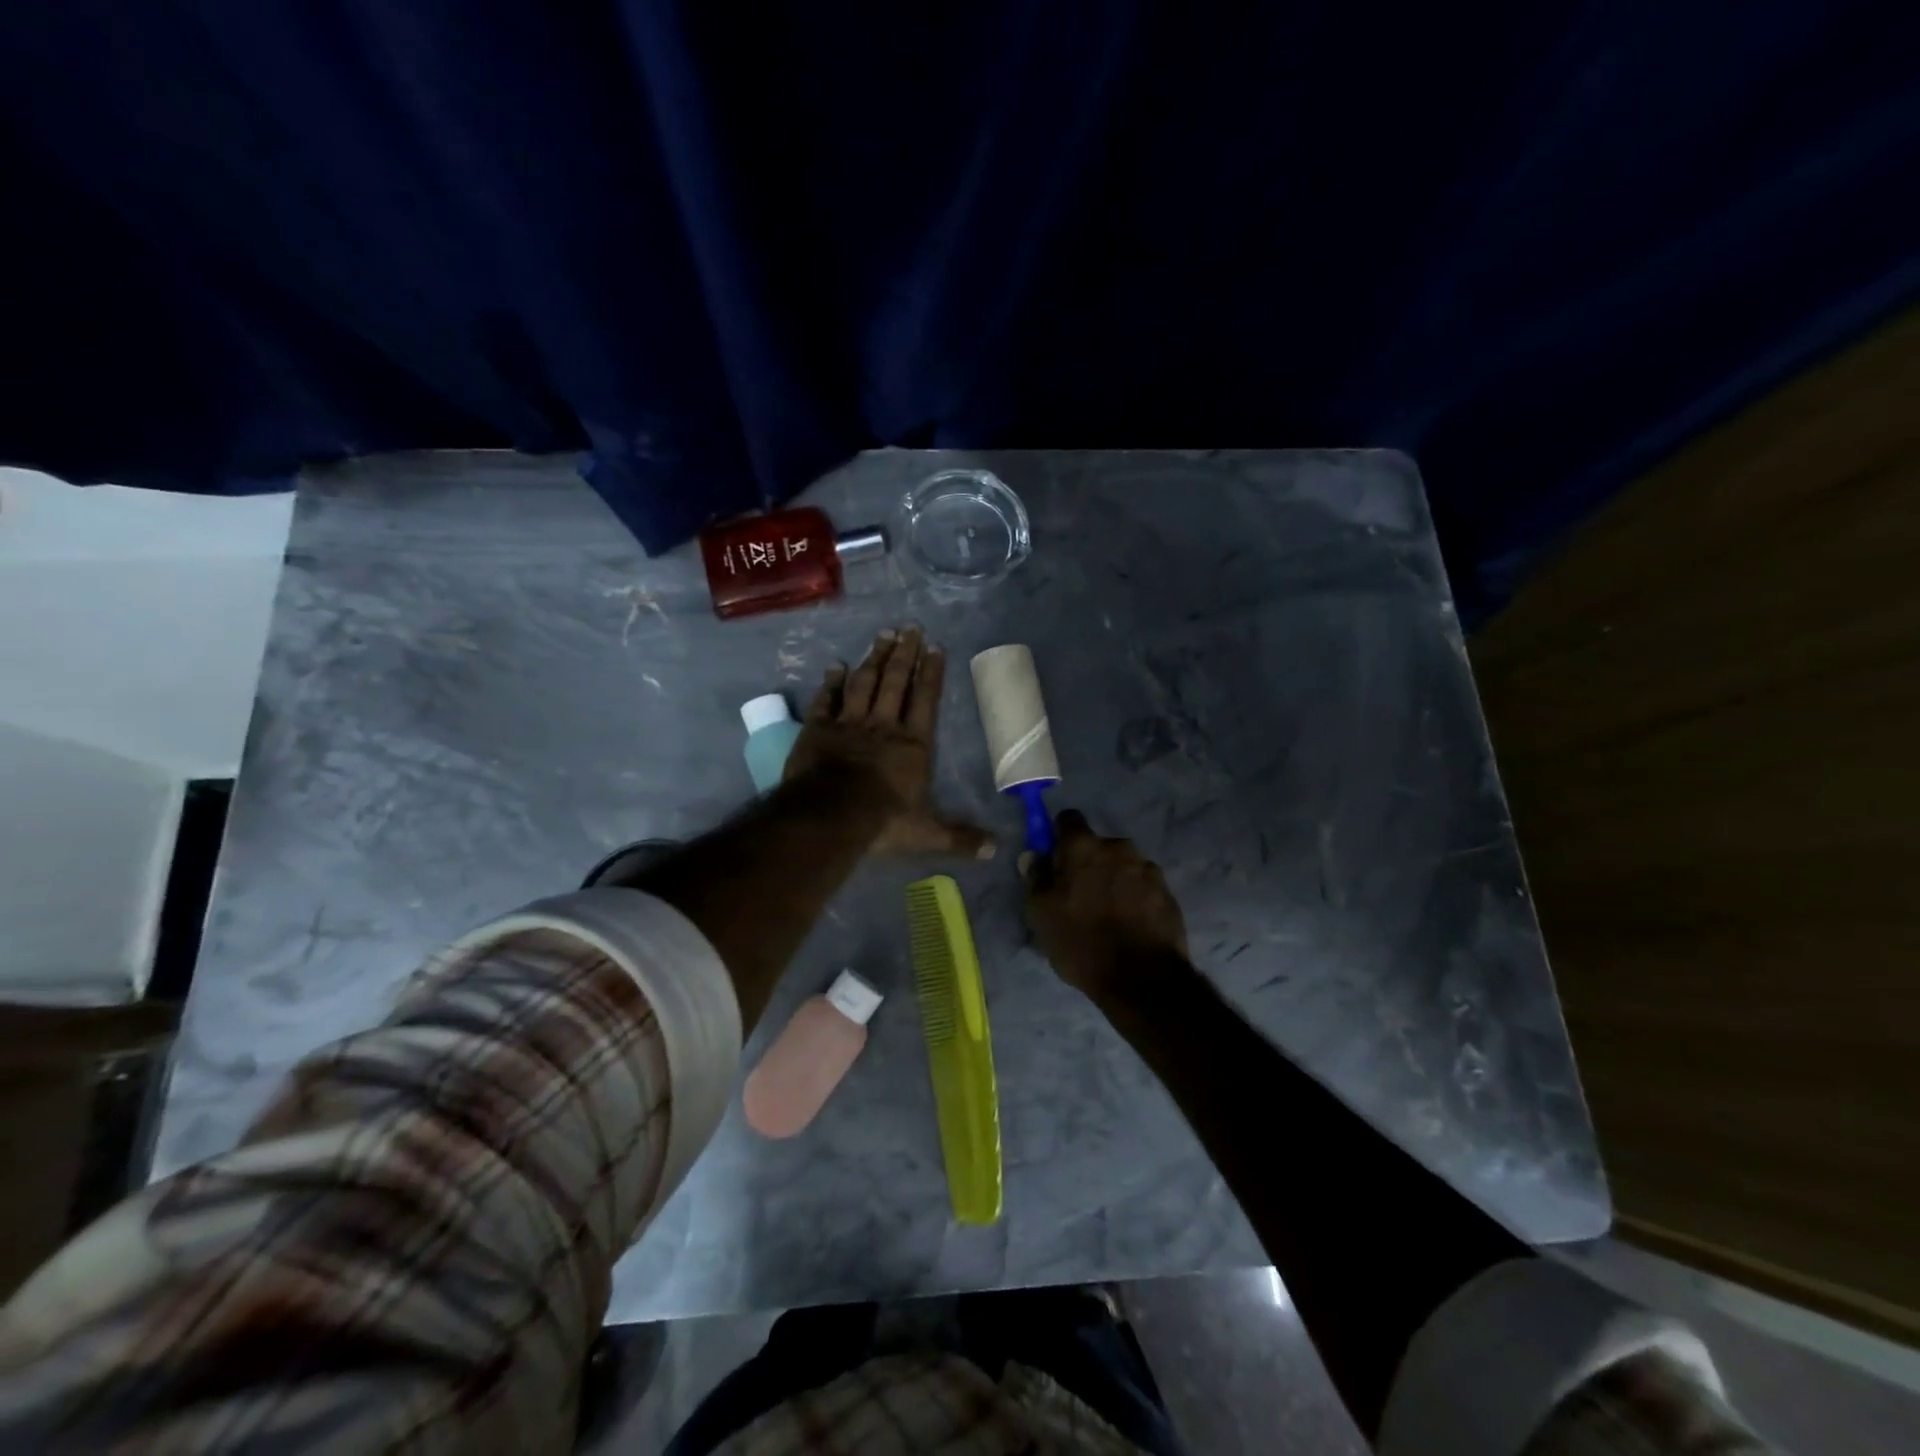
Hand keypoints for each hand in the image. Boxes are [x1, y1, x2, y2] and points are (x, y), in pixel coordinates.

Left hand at [786, 627, 993, 857]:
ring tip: (882, 634)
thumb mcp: (927, 834)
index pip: (926, 701)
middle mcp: (883, 725)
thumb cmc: (883, 821)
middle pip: (895, 682)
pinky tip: (837, 665)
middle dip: (904, 654)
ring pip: (864, 682)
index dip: (931, 674)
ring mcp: (849, 723)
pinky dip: (832, 682)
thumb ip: (960, 837)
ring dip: (873, 658)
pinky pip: (827, 699)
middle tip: (909, 628)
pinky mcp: (818, 729)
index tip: (934, 647)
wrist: (830, 815)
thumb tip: (996, 850)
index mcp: (913, 744)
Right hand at [1022, 809, 1189, 999]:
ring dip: (1114, 879)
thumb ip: (1035, 878)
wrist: (1142, 978)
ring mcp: (1147, 869)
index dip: (1059, 836)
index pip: (1068, 819)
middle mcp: (1118, 847)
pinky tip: (1130, 924)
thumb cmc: (1081, 941)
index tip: (1055, 860)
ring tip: (1108, 914)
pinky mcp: (1168, 892)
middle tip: (1080, 895)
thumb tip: (1033, 855)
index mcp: (1084, 847)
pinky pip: (1143, 886)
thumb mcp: (1041, 914)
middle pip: (1098, 845)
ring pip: (1123, 865)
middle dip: (1089, 862)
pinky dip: (1135, 897)